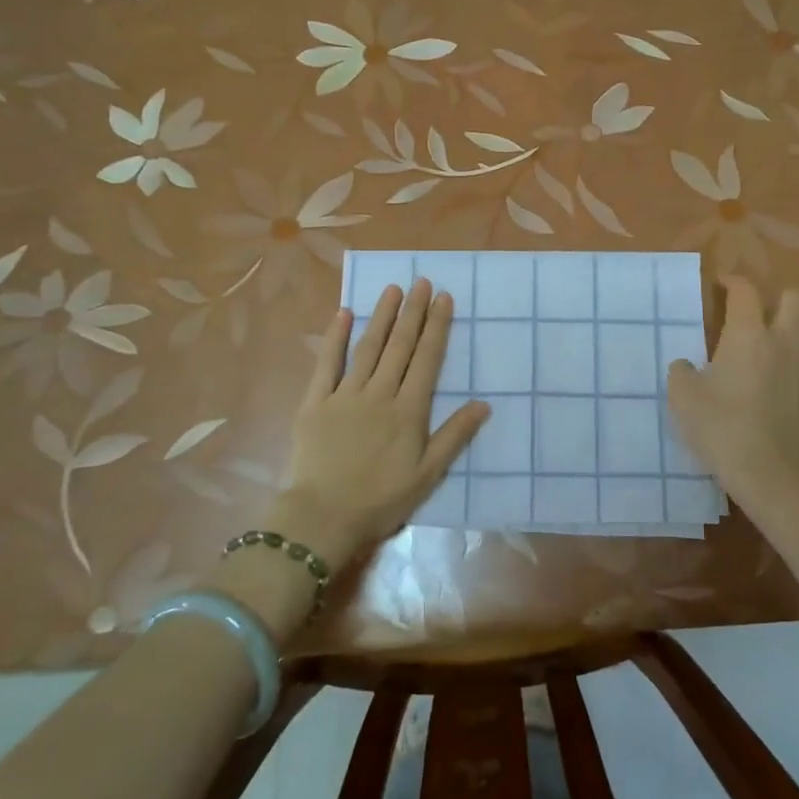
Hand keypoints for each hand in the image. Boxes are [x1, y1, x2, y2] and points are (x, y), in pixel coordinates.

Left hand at [275, 280, 488, 567]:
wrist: (323, 516)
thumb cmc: (380, 499)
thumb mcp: (427, 475)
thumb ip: (454, 436)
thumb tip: (484, 404)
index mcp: (408, 410)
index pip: (427, 359)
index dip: (437, 327)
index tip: (444, 298)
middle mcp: (379, 393)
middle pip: (400, 346)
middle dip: (413, 312)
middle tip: (422, 281)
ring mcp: (345, 394)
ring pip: (368, 347)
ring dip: (382, 316)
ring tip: (393, 289)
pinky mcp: (315, 402)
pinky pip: (326, 363)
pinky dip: (335, 337)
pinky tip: (344, 313)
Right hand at [666, 277, 798, 527]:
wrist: (778, 476)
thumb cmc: (725, 429)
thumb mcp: (684, 400)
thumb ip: (681, 373)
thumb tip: (686, 365)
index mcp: (749, 334)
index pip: (745, 290)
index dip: (732, 281)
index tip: (720, 284)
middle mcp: (784, 341)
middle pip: (792, 298)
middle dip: (772, 298)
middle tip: (749, 314)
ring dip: (785, 328)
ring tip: (761, 347)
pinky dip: (790, 361)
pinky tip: (772, 382)